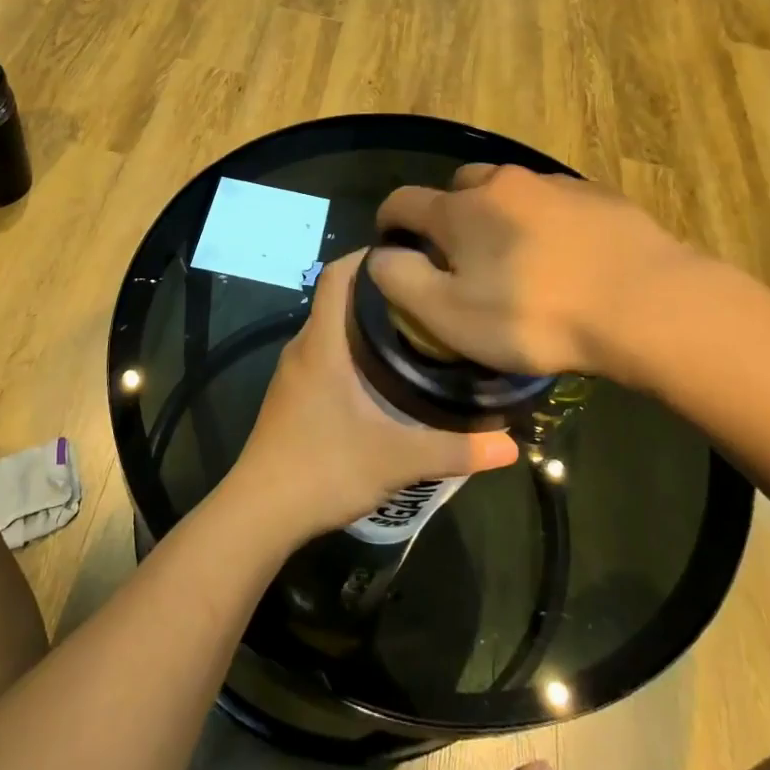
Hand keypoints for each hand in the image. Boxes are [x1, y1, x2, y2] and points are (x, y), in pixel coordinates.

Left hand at [228, 252, 519, 541]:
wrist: (258, 513)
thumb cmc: (323, 469)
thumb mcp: (396, 459)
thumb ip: (454, 449)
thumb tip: (511, 445)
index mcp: (322, 343)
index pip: (337, 274)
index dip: (369, 256)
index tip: (411, 256)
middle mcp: (303, 347)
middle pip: (338, 298)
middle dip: (380, 291)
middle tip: (429, 297)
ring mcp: (293, 372)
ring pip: (331, 328)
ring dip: (366, 323)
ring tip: (415, 332)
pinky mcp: (291, 396)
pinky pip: (324, 354)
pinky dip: (352, 350)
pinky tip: (383, 376)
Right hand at [370, 164, 708, 379]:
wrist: (645, 304)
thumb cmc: (534, 315)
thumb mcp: (449, 315)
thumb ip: (401, 281)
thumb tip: (382, 256)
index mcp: (460, 210)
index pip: (403, 201)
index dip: (388, 221)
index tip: (391, 244)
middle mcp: (501, 183)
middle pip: (458, 188)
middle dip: (449, 215)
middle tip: (461, 257)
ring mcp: (554, 184)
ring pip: (509, 192)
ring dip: (499, 216)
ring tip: (517, 258)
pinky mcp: (598, 195)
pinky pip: (553, 202)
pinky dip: (544, 221)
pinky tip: (564, 256)